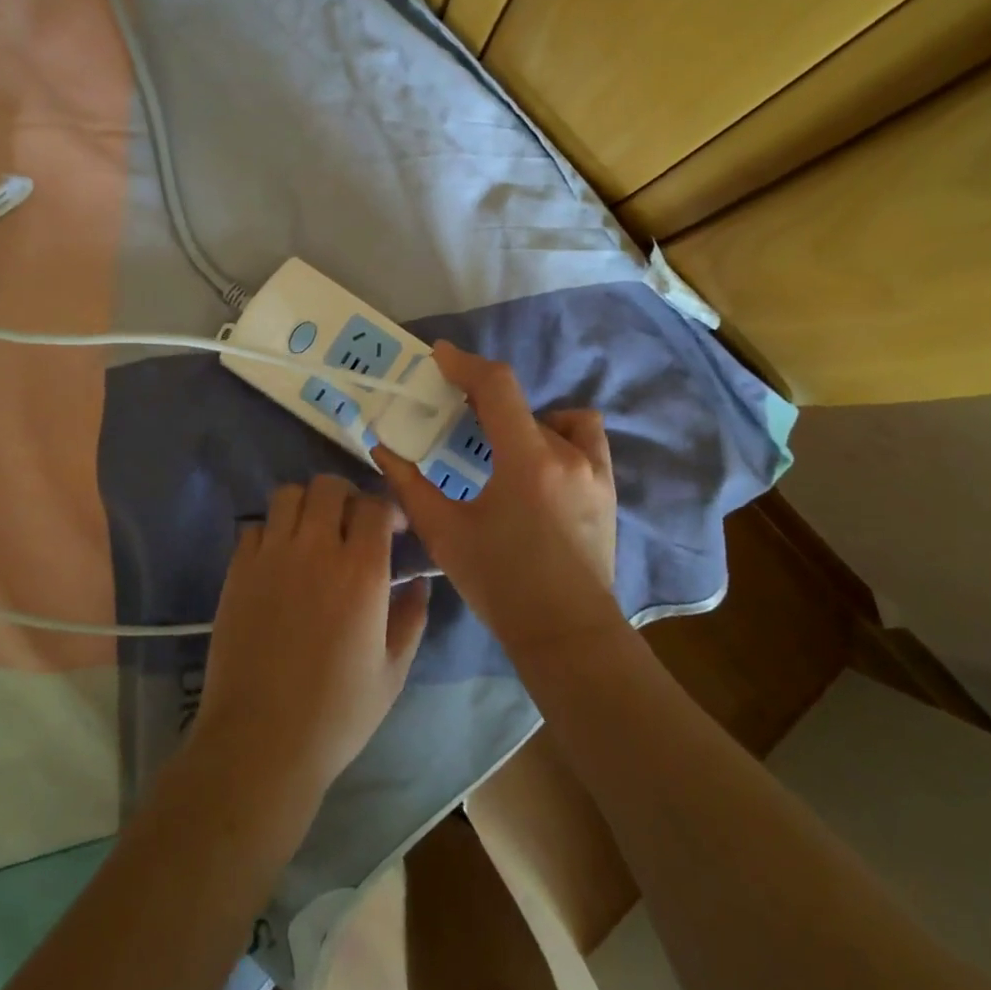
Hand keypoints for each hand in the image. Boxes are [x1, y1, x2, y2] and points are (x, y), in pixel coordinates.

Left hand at [190, 475, 431, 805]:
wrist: (260, 741)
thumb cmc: (337, 713)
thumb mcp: (392, 673)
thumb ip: (411, 619)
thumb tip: (419, 584)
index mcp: (361, 571)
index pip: (375, 506)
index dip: (387, 509)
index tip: (392, 529)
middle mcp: (316, 549)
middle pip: (329, 487)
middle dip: (347, 496)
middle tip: (352, 524)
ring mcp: (271, 556)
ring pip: (288, 495)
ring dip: (306, 505)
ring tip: (313, 532)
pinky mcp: (238, 571)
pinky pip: (254, 526)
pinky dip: (271, 531)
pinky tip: (278, 559)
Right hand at [374, 342, 620, 662]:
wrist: (566, 634)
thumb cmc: (502, 585)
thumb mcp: (446, 534)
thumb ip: (411, 486)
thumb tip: (382, 449)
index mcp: (527, 460)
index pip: (498, 386)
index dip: (465, 364)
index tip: (439, 356)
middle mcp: (567, 454)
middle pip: (521, 402)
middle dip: (484, 399)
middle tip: (457, 413)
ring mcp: (595, 469)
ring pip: (556, 419)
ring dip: (525, 422)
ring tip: (502, 448)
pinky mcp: (608, 487)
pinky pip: (585, 439)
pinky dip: (560, 436)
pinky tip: (539, 466)